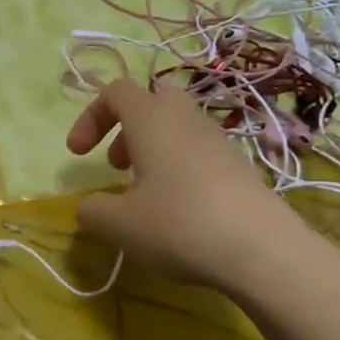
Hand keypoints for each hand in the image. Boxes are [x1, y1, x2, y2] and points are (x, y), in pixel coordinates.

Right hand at [66, 78, 306, 292]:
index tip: (78, 155)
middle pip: (151, 101)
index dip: (90, 117)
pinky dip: (178, 168)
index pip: (115, 92)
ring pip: (177, 127)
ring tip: (143, 193)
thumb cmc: (178, 224)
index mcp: (152, 118)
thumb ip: (92, 210)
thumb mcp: (119, 224)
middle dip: (126, 129)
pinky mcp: (238, 165)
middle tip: (116, 166)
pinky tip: (178, 210)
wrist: (261, 248)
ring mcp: (217, 140)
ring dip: (152, 150)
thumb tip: (87, 207)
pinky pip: (198, 151)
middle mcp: (185, 119)